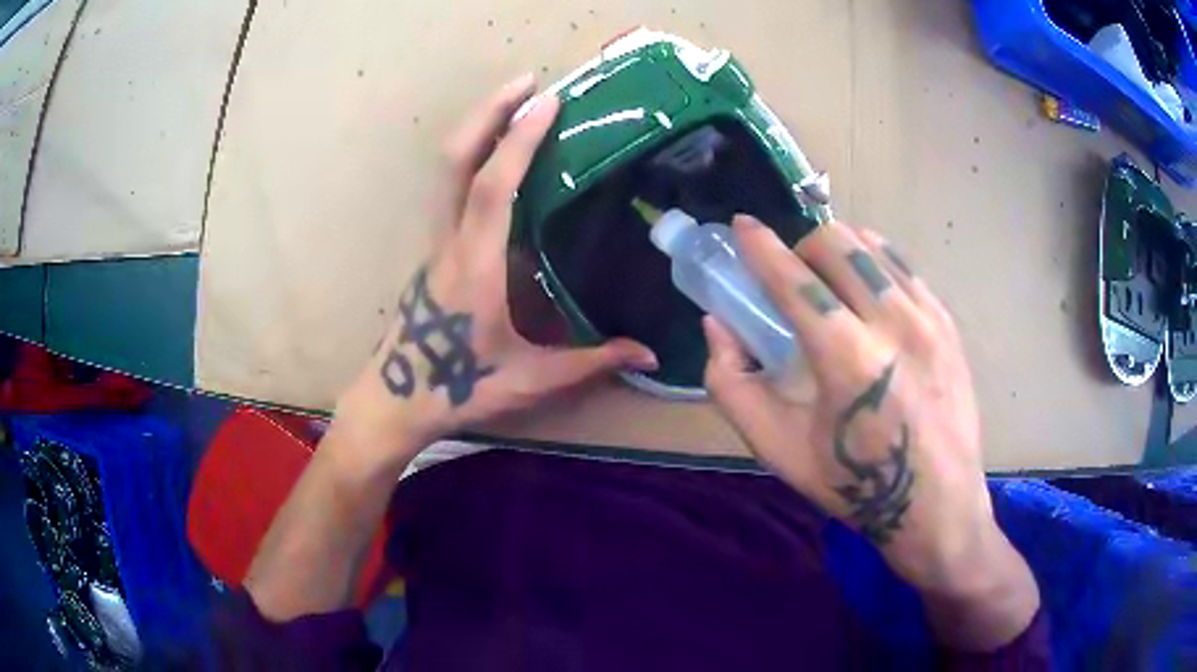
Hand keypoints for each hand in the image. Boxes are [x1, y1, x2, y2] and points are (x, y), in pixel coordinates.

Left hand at [336, 75, 656, 462]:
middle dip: (489, 113)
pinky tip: (500, 153)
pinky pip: (451, 188)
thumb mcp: (531, 379)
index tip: (547, 101)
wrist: (396, 399)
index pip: (493, 187)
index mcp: (475, 266)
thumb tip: (649, 356)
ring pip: (447, 170)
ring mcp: (436, 241)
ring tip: (517, 102)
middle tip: (528, 82)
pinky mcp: (434, 248)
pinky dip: (474, 155)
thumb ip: (592, 363)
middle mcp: (450, 241)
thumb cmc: (460, 388)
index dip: (519, 140)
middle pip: (455, 160)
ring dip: (479, 127)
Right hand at [703, 216, 1037, 646]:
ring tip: (829, 278)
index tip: (741, 225)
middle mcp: (893, 322)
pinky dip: (875, 261)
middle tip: (791, 274)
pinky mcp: (947, 322)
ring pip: (873, 245)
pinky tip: (868, 287)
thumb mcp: (780, 450)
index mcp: (847, 358)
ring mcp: (927, 317)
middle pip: (836, 243)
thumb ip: (734, 386)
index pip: (794, 278)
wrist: (937, 505)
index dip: (760, 246)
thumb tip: (718, 327)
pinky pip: (903, 266)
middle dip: (801, 246)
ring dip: (839, 248)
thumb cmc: (855, 485)